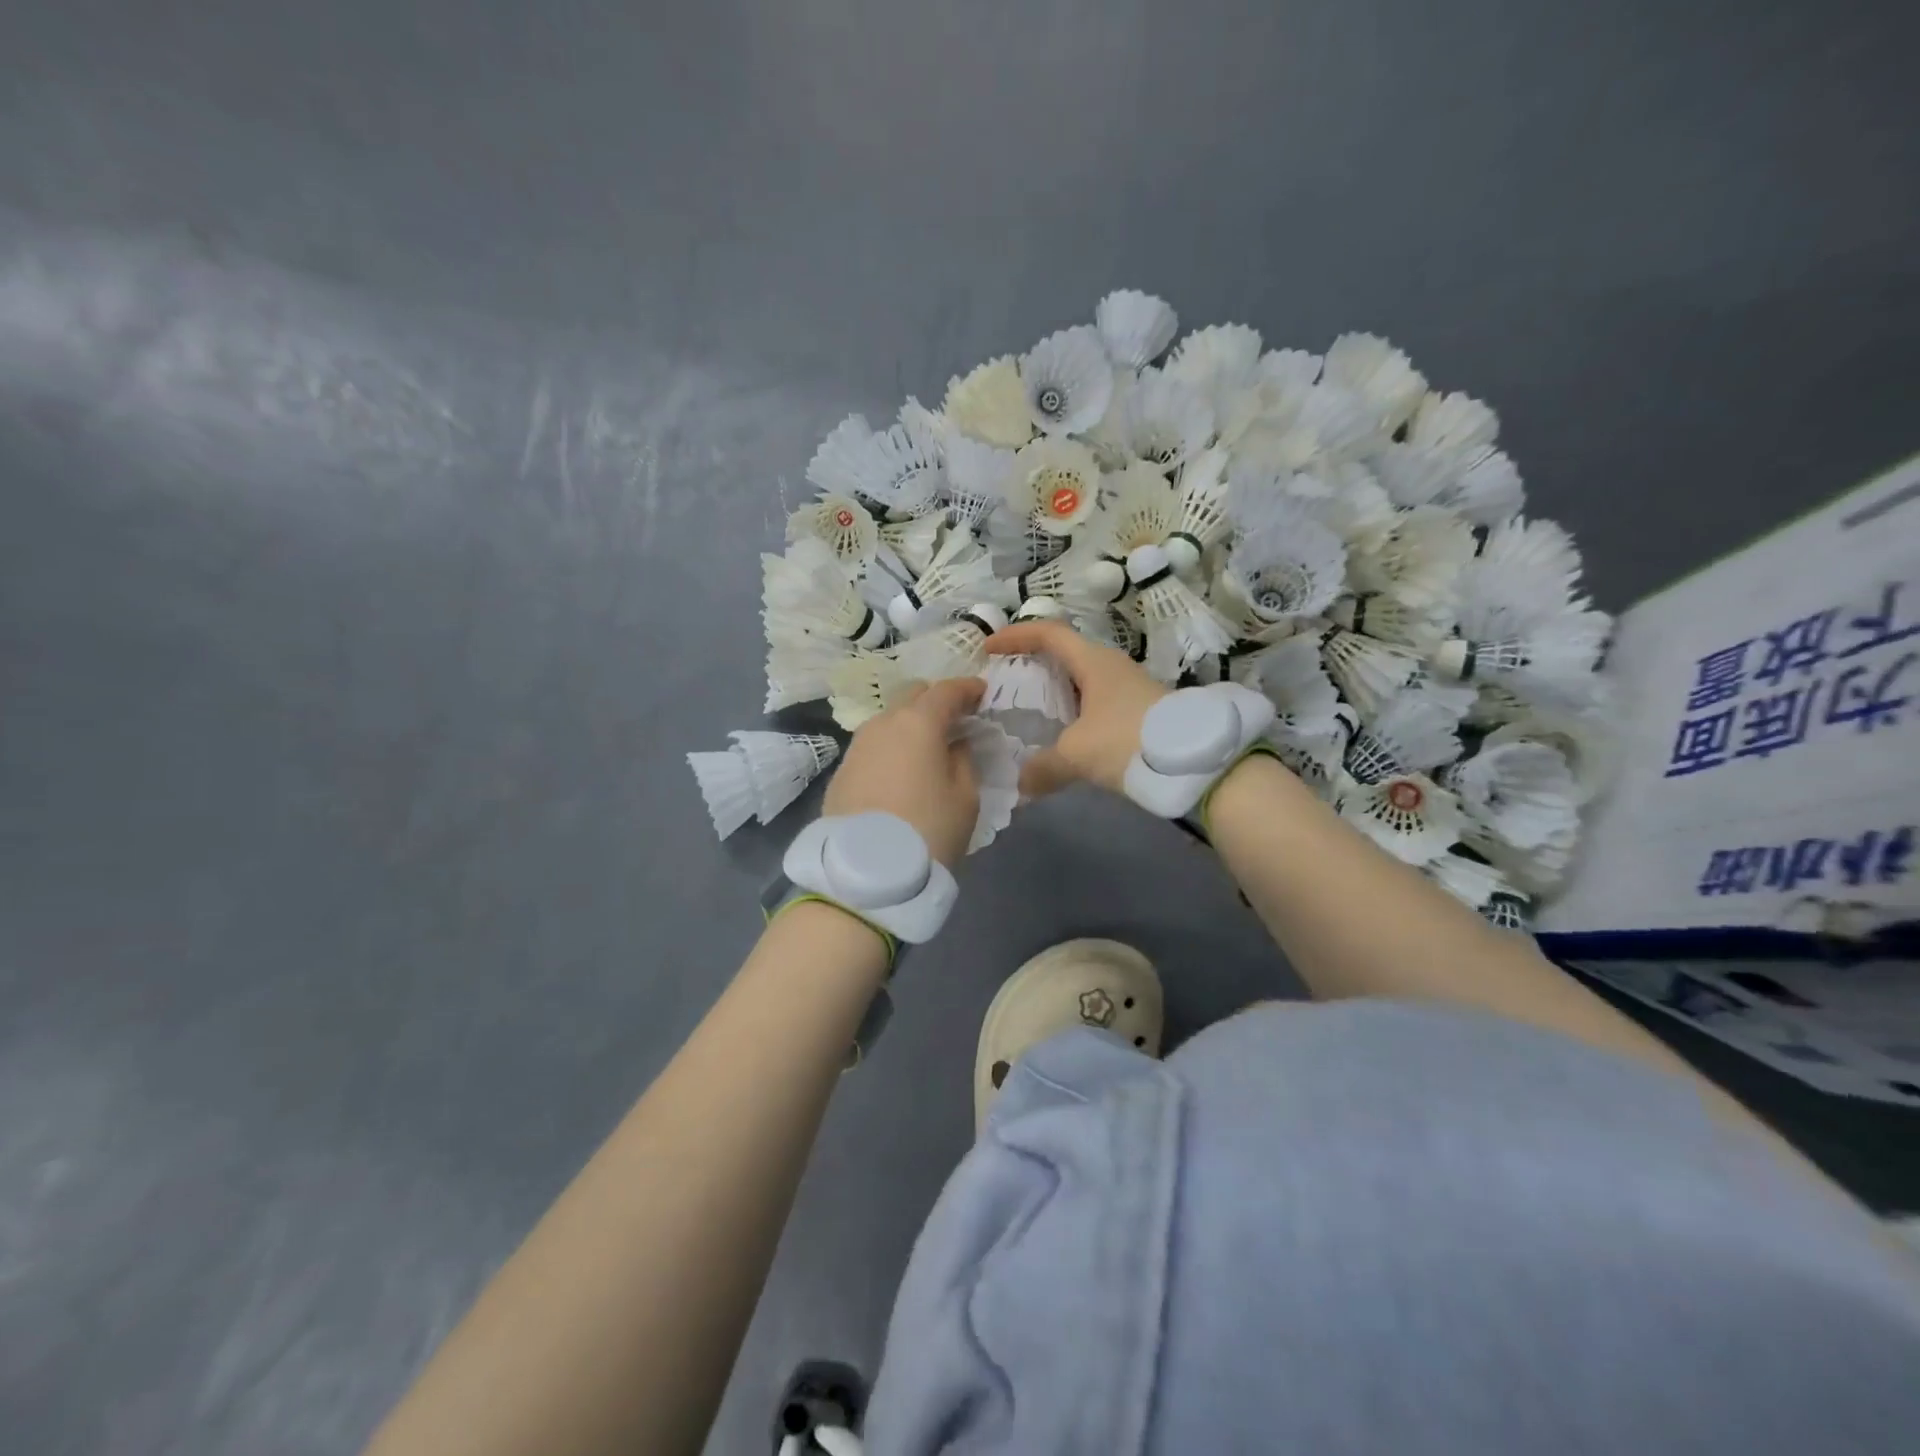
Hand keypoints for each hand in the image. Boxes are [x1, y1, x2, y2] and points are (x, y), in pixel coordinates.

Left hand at [823, 677, 984, 866]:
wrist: (866, 871)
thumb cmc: (928, 829)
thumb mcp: (965, 796)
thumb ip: (964, 759)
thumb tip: (954, 744)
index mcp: (918, 723)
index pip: (946, 691)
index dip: (968, 688)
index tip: (982, 693)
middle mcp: (882, 724)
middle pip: (912, 696)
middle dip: (935, 701)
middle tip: (955, 721)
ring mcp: (857, 746)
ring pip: (888, 720)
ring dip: (910, 724)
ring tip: (927, 747)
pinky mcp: (842, 771)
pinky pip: (873, 747)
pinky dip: (891, 748)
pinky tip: (901, 770)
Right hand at [985, 621, 1169, 797]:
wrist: (1196, 762)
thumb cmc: (1129, 741)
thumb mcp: (1077, 755)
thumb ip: (1043, 768)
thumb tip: (1020, 785)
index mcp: (1093, 662)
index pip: (1048, 633)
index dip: (1015, 636)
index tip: (988, 649)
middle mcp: (1110, 667)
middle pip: (1064, 654)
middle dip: (1032, 665)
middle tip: (1006, 683)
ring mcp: (1127, 688)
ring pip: (1081, 682)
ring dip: (1054, 692)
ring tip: (1028, 713)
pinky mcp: (1138, 711)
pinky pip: (1094, 703)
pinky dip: (1072, 713)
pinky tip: (1063, 738)